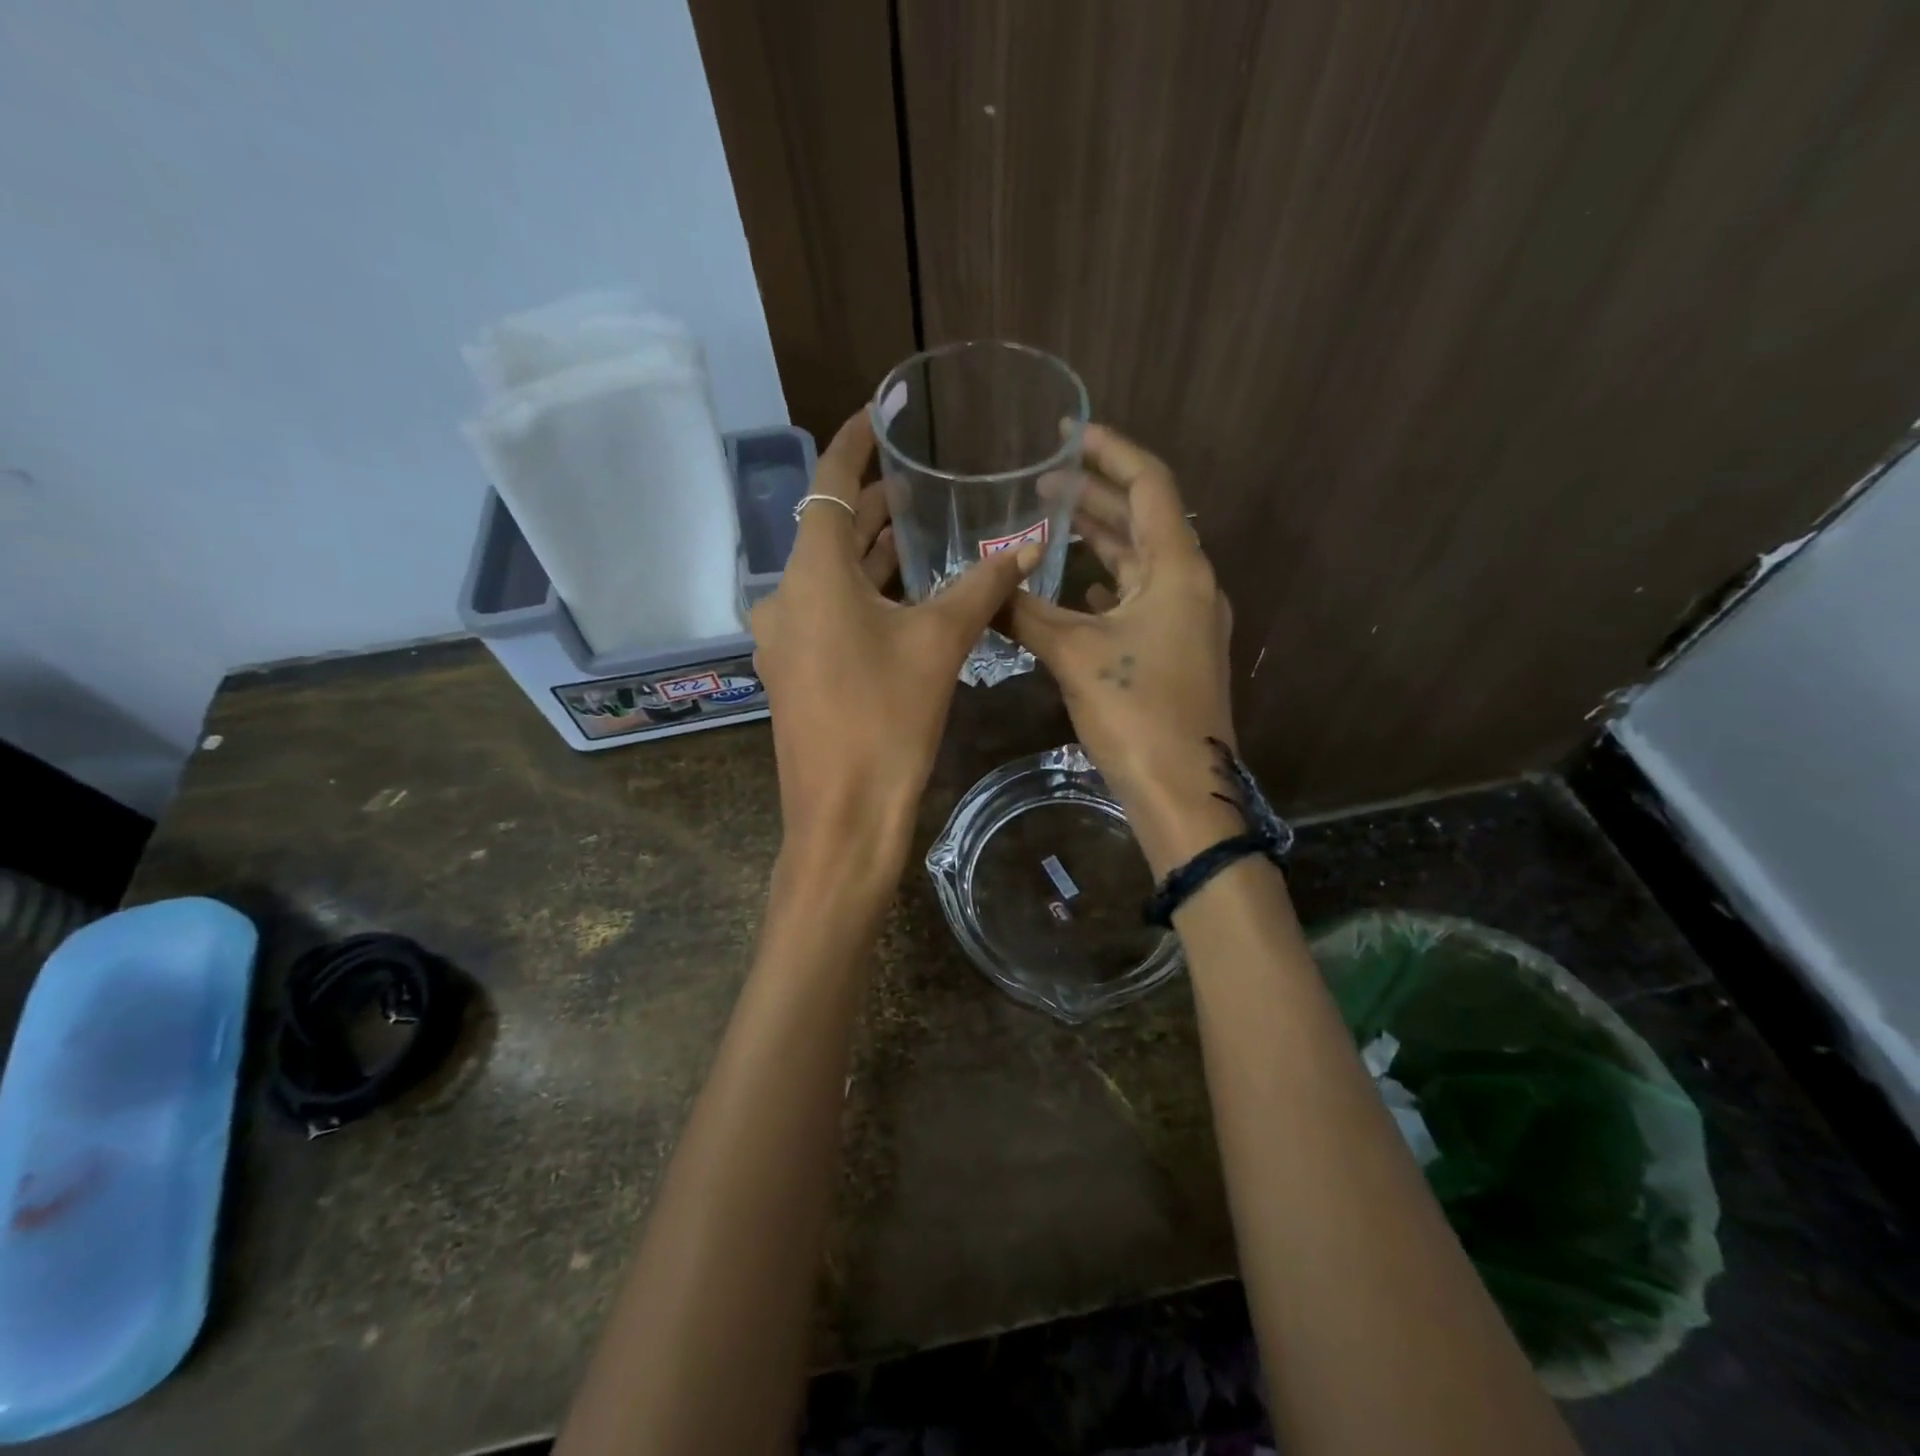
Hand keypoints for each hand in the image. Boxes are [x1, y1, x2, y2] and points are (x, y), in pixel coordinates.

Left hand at [752, 410, 1039, 872]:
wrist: (842, 816)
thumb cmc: (887, 720)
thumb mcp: (940, 644)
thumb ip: (982, 587)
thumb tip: (1027, 547)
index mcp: (811, 574)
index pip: (830, 484)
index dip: (855, 443)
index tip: (879, 413)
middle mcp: (785, 596)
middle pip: (831, 531)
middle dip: (875, 505)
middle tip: (923, 484)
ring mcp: (785, 637)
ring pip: (830, 576)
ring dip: (872, 554)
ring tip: (920, 532)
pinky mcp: (795, 671)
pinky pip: (828, 613)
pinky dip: (862, 595)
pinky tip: (902, 598)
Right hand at [1009, 424, 1241, 874]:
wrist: (1183, 791)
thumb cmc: (1137, 713)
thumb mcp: (1074, 654)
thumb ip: (1026, 613)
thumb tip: (982, 587)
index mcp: (1178, 569)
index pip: (1149, 484)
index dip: (1110, 452)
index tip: (1069, 434)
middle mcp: (1190, 585)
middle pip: (1144, 521)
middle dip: (1096, 495)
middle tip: (1043, 481)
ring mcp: (1187, 621)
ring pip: (1141, 563)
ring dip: (1101, 540)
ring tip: (1051, 523)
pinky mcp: (1176, 652)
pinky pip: (1140, 600)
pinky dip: (1108, 585)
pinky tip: (1077, 590)